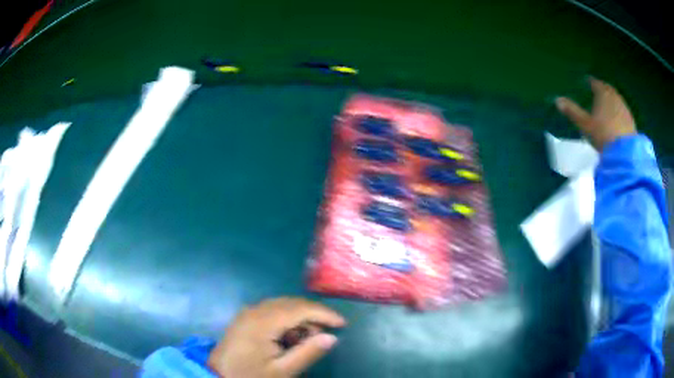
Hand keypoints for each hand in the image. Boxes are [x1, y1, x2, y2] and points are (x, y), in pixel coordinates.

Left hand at [207, 297, 345, 377]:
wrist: (218, 375)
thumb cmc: (251, 375)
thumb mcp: (282, 371)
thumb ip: (308, 353)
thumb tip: (332, 337)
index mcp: (263, 321)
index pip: (300, 309)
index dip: (324, 314)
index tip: (343, 324)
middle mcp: (255, 310)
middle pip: (292, 303)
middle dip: (313, 315)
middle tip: (326, 334)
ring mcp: (248, 312)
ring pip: (283, 305)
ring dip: (300, 318)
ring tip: (308, 339)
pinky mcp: (245, 317)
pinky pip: (272, 311)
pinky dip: (287, 320)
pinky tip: (290, 337)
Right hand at [555, 77, 636, 150]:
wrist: (624, 153)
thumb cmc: (603, 134)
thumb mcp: (585, 124)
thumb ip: (572, 111)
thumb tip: (557, 100)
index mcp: (603, 94)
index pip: (596, 83)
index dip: (591, 82)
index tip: (588, 81)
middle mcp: (614, 97)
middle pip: (608, 89)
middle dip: (603, 88)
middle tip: (598, 90)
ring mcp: (624, 108)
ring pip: (616, 99)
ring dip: (612, 99)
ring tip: (607, 104)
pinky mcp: (631, 120)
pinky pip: (623, 110)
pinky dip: (618, 110)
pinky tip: (617, 118)